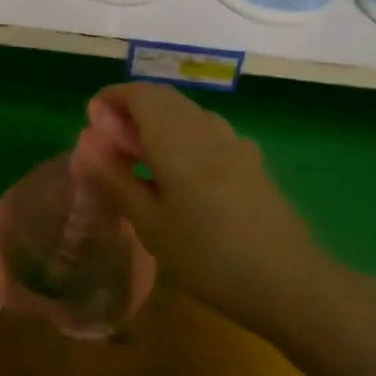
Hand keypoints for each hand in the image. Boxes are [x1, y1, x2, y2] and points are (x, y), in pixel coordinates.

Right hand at [78, 83, 335, 343]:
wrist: (289, 282)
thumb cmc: (207, 253)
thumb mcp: (149, 223)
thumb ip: (115, 178)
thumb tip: (87, 144)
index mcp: (175, 135)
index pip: (137, 93)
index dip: (111, 99)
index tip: (90, 122)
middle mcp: (204, 126)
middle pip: (162, 99)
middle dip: (130, 111)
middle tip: (108, 145)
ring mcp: (233, 142)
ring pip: (185, 115)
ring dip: (156, 125)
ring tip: (138, 162)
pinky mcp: (251, 161)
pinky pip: (206, 134)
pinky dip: (181, 139)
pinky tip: (179, 179)